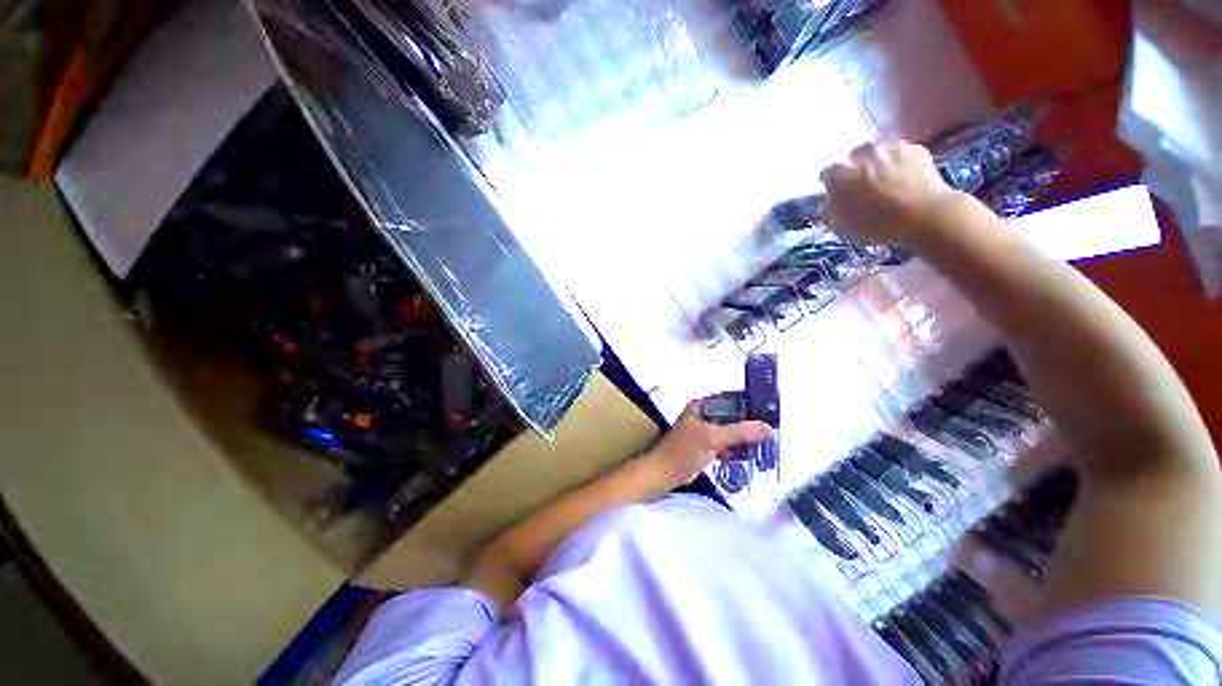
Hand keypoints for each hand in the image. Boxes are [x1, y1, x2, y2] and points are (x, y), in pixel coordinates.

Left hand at [642, 401, 772, 489]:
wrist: (665, 472)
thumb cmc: (684, 450)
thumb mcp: (714, 438)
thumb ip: (740, 432)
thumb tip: (766, 428)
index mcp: (701, 406)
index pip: (729, 400)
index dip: (747, 406)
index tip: (767, 413)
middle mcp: (703, 415)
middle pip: (731, 417)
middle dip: (746, 427)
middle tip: (765, 434)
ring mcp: (704, 430)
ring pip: (729, 432)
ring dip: (740, 441)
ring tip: (755, 448)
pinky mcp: (705, 445)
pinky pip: (724, 444)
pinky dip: (731, 449)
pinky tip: (736, 456)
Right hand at [821, 140, 964, 246]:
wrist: (924, 215)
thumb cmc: (876, 225)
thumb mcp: (841, 226)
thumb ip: (828, 211)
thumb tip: (829, 203)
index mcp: (839, 175)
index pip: (827, 174)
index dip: (832, 185)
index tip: (840, 196)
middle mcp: (862, 154)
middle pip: (853, 159)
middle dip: (856, 171)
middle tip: (864, 190)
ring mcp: (890, 148)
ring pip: (878, 154)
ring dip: (878, 165)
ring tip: (887, 184)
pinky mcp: (915, 148)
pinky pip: (901, 154)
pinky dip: (901, 164)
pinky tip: (906, 181)